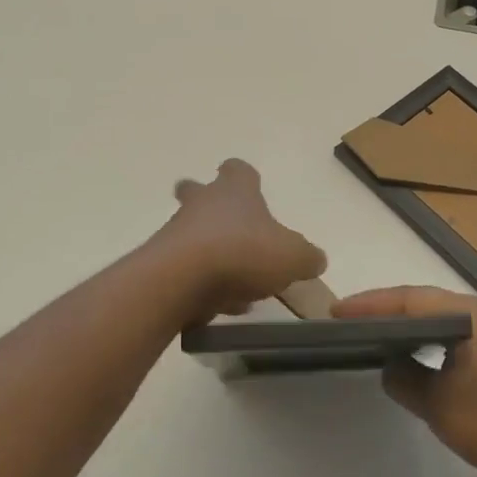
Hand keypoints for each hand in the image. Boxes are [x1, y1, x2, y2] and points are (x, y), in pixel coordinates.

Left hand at [157, 159, 325, 318]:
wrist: (181, 279)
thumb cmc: (242, 252)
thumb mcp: (292, 256)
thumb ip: (306, 256)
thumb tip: (315, 259)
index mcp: (234, 191)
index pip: (237, 170)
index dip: (244, 177)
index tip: (251, 188)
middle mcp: (201, 204)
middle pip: (197, 191)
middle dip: (209, 205)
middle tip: (229, 228)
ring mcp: (176, 232)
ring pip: (192, 234)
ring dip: (210, 253)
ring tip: (237, 286)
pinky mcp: (161, 264)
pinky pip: (185, 270)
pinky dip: (201, 284)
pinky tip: (220, 307)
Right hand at [333, 285, 476, 476]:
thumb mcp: (438, 403)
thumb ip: (404, 377)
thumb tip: (389, 366)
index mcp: (469, 315)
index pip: (409, 299)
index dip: (370, 304)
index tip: (336, 312)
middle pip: (420, 302)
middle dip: (382, 309)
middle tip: (345, 319)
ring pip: (432, 319)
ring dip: (400, 324)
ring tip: (365, 333)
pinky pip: (445, 339)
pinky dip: (419, 342)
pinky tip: (402, 356)